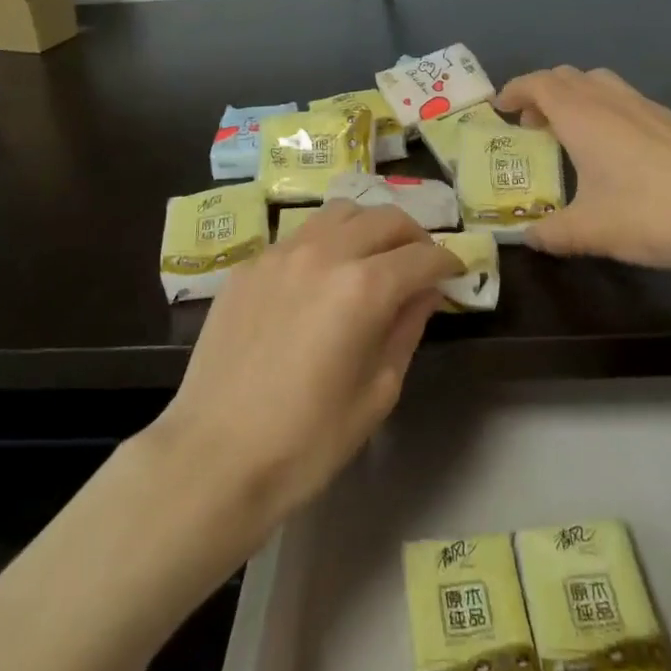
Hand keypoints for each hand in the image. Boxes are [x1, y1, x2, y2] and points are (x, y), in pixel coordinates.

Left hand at [152, 202, 458, 524]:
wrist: (214, 457)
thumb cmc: (307, 440)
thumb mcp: (377, 392)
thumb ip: (406, 330)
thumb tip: (425, 293)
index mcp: (363, 288)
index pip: (421, 256)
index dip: (447, 262)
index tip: (456, 272)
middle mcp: (324, 253)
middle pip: (384, 218)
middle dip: (413, 235)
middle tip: (421, 262)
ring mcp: (280, 253)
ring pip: (339, 213)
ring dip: (368, 226)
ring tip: (373, 256)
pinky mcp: (249, 265)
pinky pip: (299, 236)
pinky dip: (325, 243)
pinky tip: (321, 277)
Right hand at [496, 66, 670, 270]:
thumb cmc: (653, 214)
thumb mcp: (591, 231)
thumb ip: (551, 233)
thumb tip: (528, 237)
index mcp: (584, 116)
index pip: (539, 84)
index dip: (515, 91)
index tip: (500, 109)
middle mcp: (612, 100)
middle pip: (567, 77)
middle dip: (541, 94)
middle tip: (531, 127)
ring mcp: (647, 106)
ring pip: (599, 83)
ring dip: (575, 98)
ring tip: (571, 135)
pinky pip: (625, 100)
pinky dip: (605, 111)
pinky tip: (616, 151)